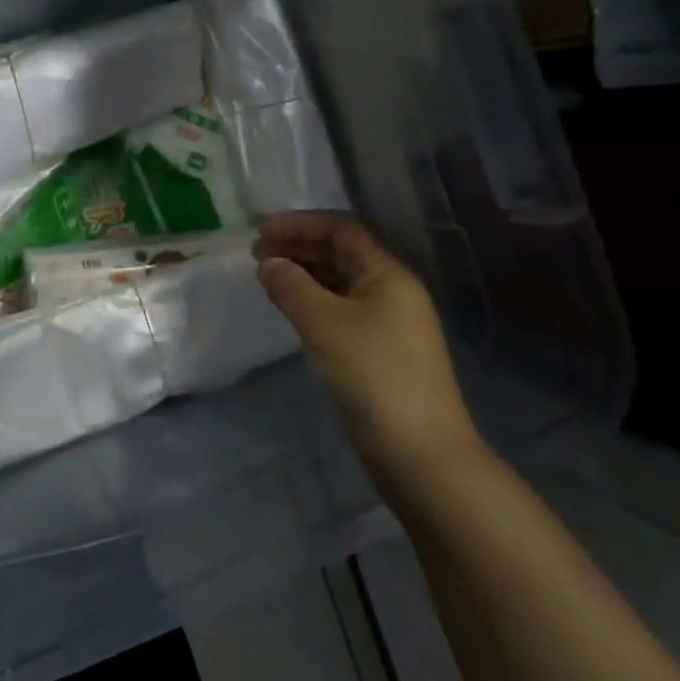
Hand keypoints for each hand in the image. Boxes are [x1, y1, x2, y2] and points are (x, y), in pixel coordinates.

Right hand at [254, 212, 481, 474]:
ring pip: (341, 283)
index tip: (260, 231)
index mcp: (387, 274)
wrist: (422, 456)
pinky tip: (292, 311)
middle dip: (298, 247)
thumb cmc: (372, 376)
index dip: (299, 224)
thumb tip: (268, 262)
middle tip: (257, 253)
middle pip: (341, 253)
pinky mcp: (382, 354)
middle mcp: (393, 291)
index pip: (341, 229)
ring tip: (267, 278)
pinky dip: (314, 302)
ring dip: (304, 274)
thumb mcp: (323, 323)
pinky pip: (342, 310)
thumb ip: (290, 285)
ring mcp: (390, 324)